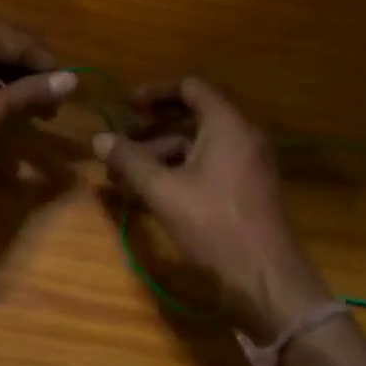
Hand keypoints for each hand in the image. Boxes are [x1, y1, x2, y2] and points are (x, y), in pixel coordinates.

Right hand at [94, 78, 331, 342]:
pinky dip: (179, 170)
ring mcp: (247, 162)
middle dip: (152, 127)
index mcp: (227, 124)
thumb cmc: (215, 226)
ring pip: (197, 144)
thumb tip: (98, 139)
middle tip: (122, 141)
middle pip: (192, 115)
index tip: (126, 106)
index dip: (155, 92)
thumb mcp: (164, 191)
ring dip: (160, 153)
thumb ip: (130, 161)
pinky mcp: (246, 187)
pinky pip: (208, 164)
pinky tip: (150, 193)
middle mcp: (242, 135)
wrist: (267, 279)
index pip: (190, 87)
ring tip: (125, 175)